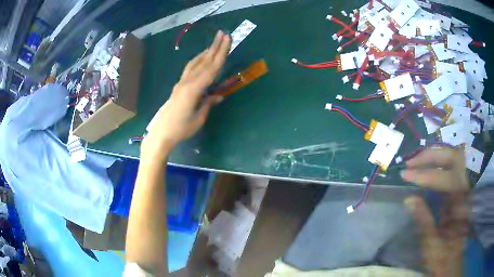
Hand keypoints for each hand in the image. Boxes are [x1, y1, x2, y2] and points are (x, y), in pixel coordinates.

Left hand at [142, 31, 230, 160]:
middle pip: (204, 62)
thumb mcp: (198, 118)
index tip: (228, 41)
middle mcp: (187, 82)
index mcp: (194, 90)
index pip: (211, 69)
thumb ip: (208, 104)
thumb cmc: (180, 129)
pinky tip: (201, 58)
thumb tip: (218, 95)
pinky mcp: (178, 86)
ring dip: (206, 52)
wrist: (160, 133)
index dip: (221, 54)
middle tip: (223, 34)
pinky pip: (189, 69)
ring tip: (214, 43)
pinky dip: (197, 61)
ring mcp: (181, 83)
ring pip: (195, 63)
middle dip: (215, 47)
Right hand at [402, 147, 469, 276]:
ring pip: (454, 160)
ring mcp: (465, 188)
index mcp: (462, 203)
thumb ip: (424, 221)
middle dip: (431, 156)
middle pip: (454, 158)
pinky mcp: (461, 191)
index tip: (405, 174)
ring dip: (435, 157)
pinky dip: (439, 164)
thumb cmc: (443, 257)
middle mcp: (467, 189)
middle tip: (410, 162)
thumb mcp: (432, 245)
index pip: (445, 179)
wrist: (453, 262)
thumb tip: (409, 199)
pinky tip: (428, 168)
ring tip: (417, 161)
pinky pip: (452, 169)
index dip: (425, 175)